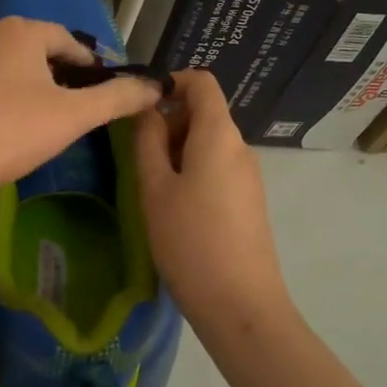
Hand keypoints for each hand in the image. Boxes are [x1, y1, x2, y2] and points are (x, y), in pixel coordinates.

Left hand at [0, 17, 161, 207]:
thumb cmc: (9, 134)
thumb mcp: (72, 118)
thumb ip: (117, 98)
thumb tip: (157, 86)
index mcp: (21, 32)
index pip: (63, 40)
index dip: (81, 62)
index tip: (90, 85)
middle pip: (21, 46)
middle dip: (38, 70)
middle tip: (47, 106)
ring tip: (4, 114)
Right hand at [135, 71, 295, 338]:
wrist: (240, 304)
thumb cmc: (189, 240)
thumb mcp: (155, 188)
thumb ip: (147, 141)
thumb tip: (147, 109)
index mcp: (219, 134)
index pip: (201, 82)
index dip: (170, 82)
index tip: (139, 106)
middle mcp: (240, 147)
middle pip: (204, 112)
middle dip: (169, 121)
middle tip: (136, 155)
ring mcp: (249, 175)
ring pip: (209, 143)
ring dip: (177, 150)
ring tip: (151, 186)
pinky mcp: (249, 201)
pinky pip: (218, 167)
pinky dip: (193, 171)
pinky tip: (175, 207)